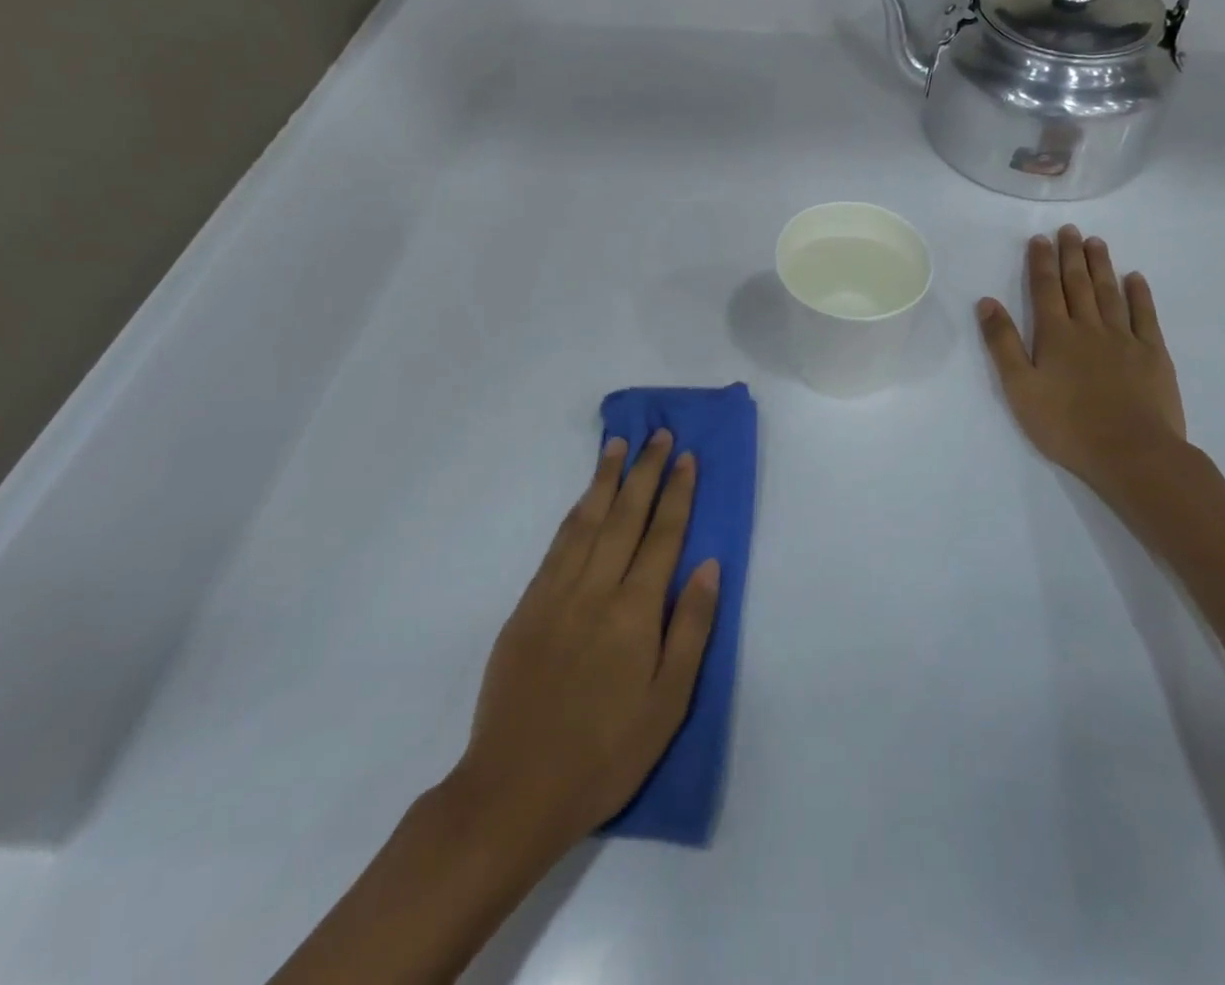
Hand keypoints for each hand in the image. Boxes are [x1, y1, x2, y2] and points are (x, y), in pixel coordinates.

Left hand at [459, 430, 719, 861]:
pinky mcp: (527, 606)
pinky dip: (575, 512)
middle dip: (644, 470)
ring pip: (587, 520)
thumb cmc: (606, 753)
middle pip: (626, 515)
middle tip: (657, 433)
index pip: (663, 535)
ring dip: (605, 479)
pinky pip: (557, 544)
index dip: (676, 492)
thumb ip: (691, 628)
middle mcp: (596, 588)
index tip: (685, 457)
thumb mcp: (668, 703)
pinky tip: (584, 500)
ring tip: (617, 445)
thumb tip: (709, 566)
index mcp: (634, 611)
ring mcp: (556, 593)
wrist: (514, 790)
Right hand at [977, 227, 1186, 489]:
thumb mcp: (1019, 388)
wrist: (1131, 452)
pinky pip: (1146, 315)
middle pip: (1078, 284)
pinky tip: (1135, 278)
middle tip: (1069, 230)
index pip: (1045, 289)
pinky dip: (1139, 294)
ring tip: (1095, 242)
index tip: (1040, 239)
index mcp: (1055, 335)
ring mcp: (1125, 339)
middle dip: (1071, 255)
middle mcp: (1089, 327)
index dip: (1041, 262)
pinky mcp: (1153, 354)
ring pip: (1110, 292)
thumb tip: (987, 302)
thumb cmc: (1066, 425)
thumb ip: (1003, 343)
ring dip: (1101, 265)